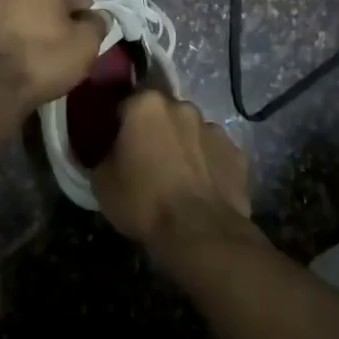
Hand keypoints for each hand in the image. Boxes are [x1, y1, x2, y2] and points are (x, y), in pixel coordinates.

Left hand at [0, 0, 104, 116]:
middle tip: (55, 43)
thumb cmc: (44, 62)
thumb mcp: (87, 46)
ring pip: (13, 7)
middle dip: (49, 12)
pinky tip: (4, 56)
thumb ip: (98, 24)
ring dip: (21, 20)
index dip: (82, 14)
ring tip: (26, 51)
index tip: (81, 37)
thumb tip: (97, 16)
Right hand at [93, 91, 251, 248]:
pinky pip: (214, 154)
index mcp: (146, 105)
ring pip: (191, 132)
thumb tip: (110, 152)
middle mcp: (182, 107)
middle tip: (147, 161)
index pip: (126, 105)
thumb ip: (103, 155)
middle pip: (162, 114)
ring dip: (183, 146)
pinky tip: (201, 189)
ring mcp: (214, 128)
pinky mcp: (237, 153)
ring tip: (177, 178)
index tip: (117, 145)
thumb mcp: (102, 181)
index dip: (120, 125)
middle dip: (155, 131)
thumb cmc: (143, 202)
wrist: (199, 233)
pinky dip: (207, 165)